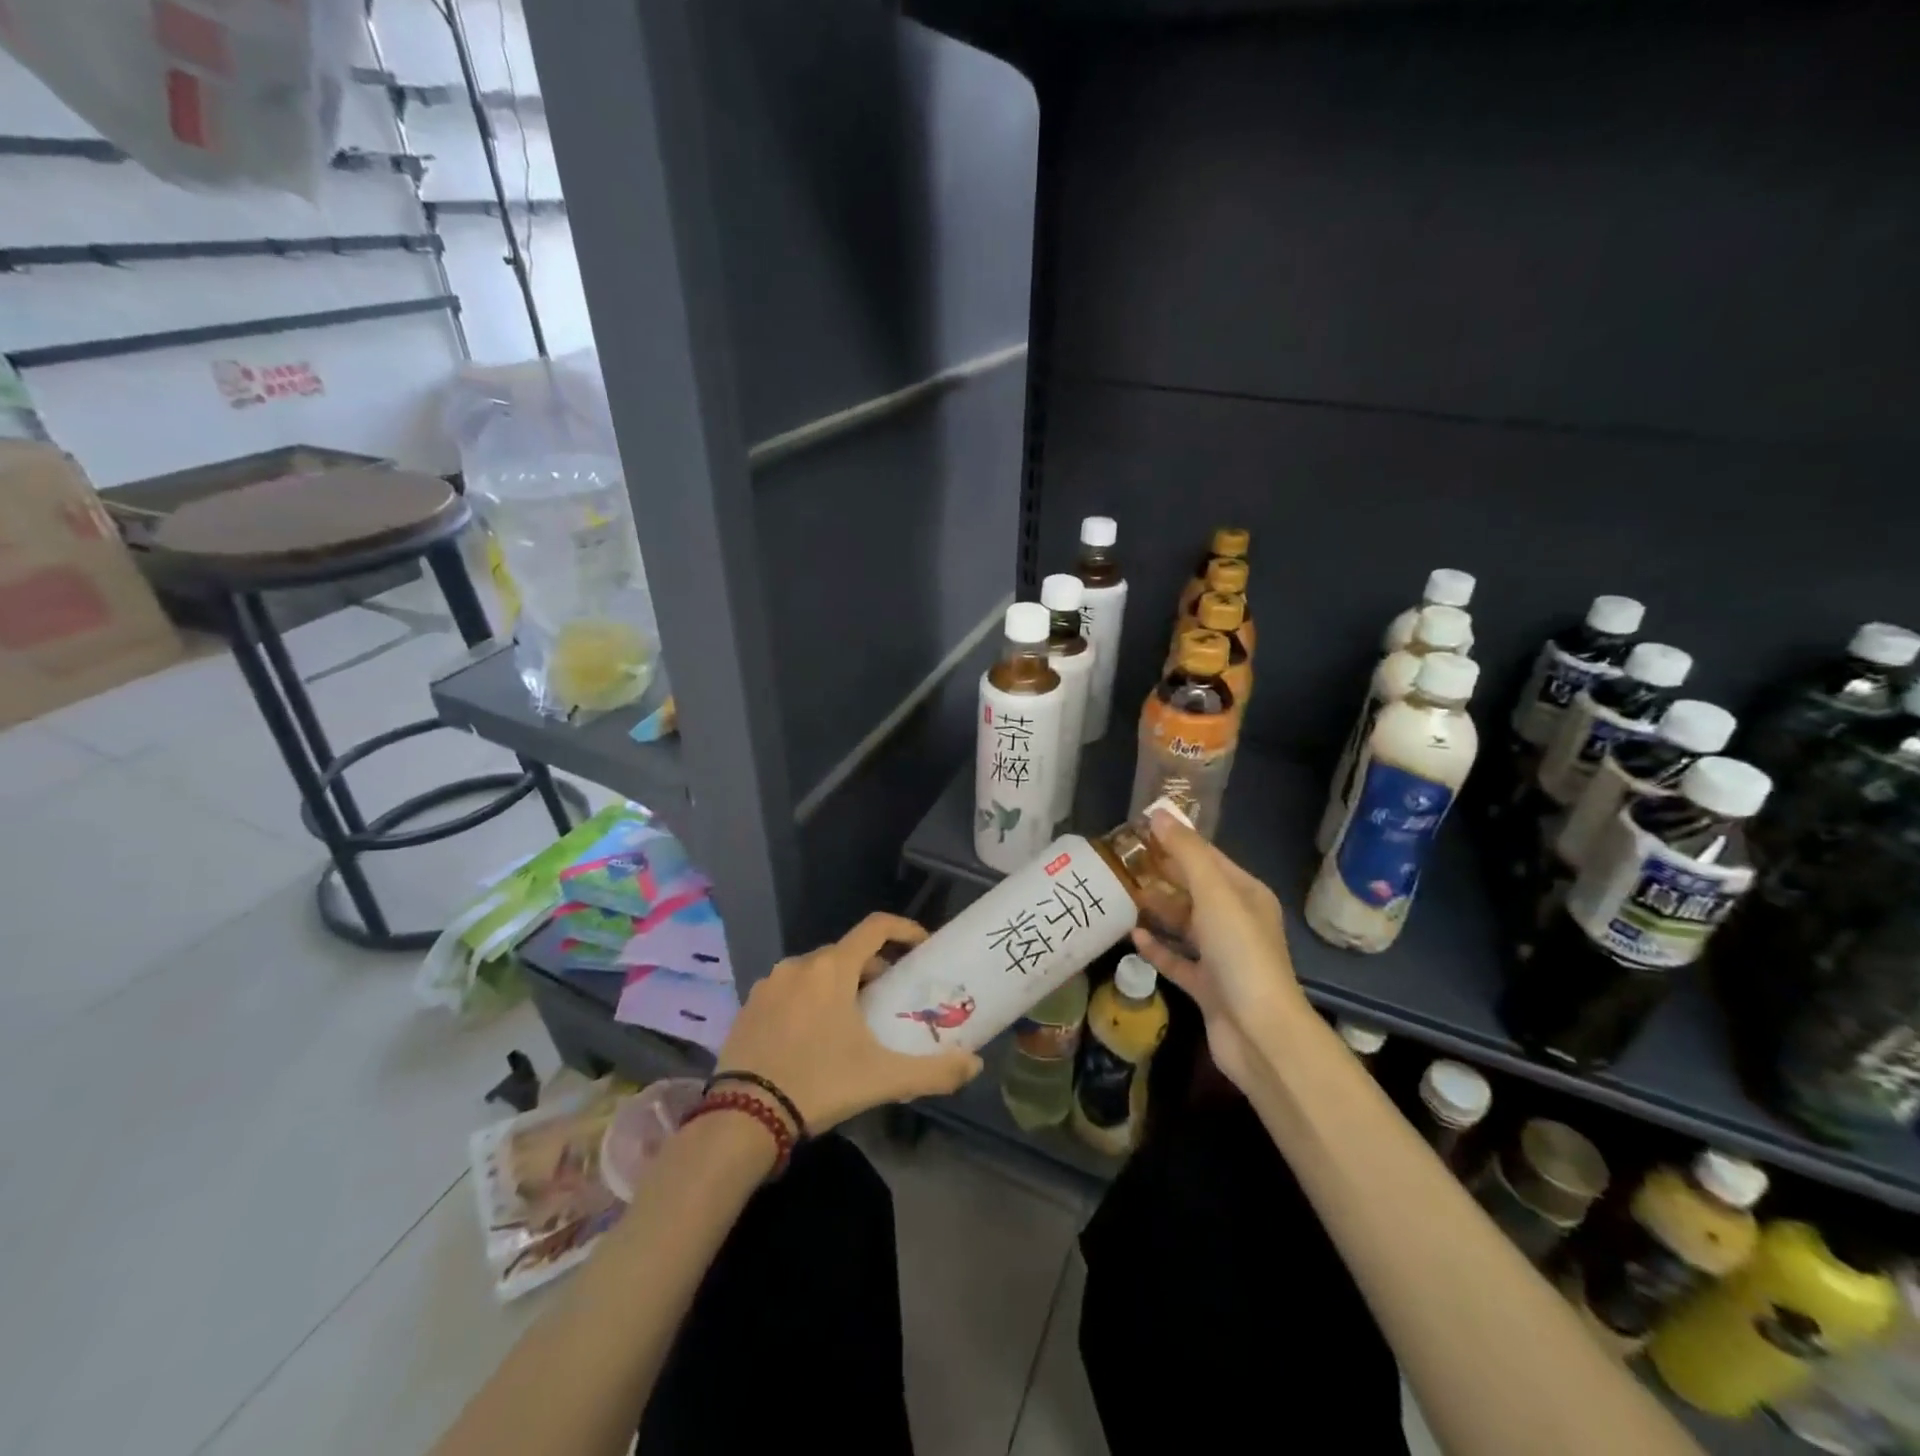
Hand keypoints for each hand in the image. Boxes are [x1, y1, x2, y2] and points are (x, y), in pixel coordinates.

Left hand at [715, 912, 983, 1133]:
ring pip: (816, 971)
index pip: (876, 927)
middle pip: (847, 953)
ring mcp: (768, 984)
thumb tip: (974, 1065)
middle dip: (873, 969)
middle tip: (889, 999)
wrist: (742, 1119)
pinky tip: (813, 1037)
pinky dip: (809, 1000)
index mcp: (832, 968)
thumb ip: (934, 1071)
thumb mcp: (883, 1079)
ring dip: (839, 985)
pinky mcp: (748, 1005)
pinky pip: (789, 990)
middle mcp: (799, 964)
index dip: (904, 929)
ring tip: (852, 1022)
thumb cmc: (819, 1084)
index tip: (922, 947)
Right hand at [1128, 809, 1310, 1089]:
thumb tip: (1159, 814)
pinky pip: (1177, 959)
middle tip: (1121, 861)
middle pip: (1193, 889)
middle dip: (1161, 874)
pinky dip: (1157, 947)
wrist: (1259, 1033)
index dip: (1175, 841)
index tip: (1137, 829)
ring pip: (1183, 924)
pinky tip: (1134, 936)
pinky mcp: (1206, 986)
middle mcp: (1236, 921)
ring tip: (1121, 894)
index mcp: (1245, 894)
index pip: (1207, 857)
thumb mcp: (1214, 894)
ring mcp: (1222, 956)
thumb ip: (1186, 853)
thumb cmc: (1240, 953)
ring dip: (1157, 909)